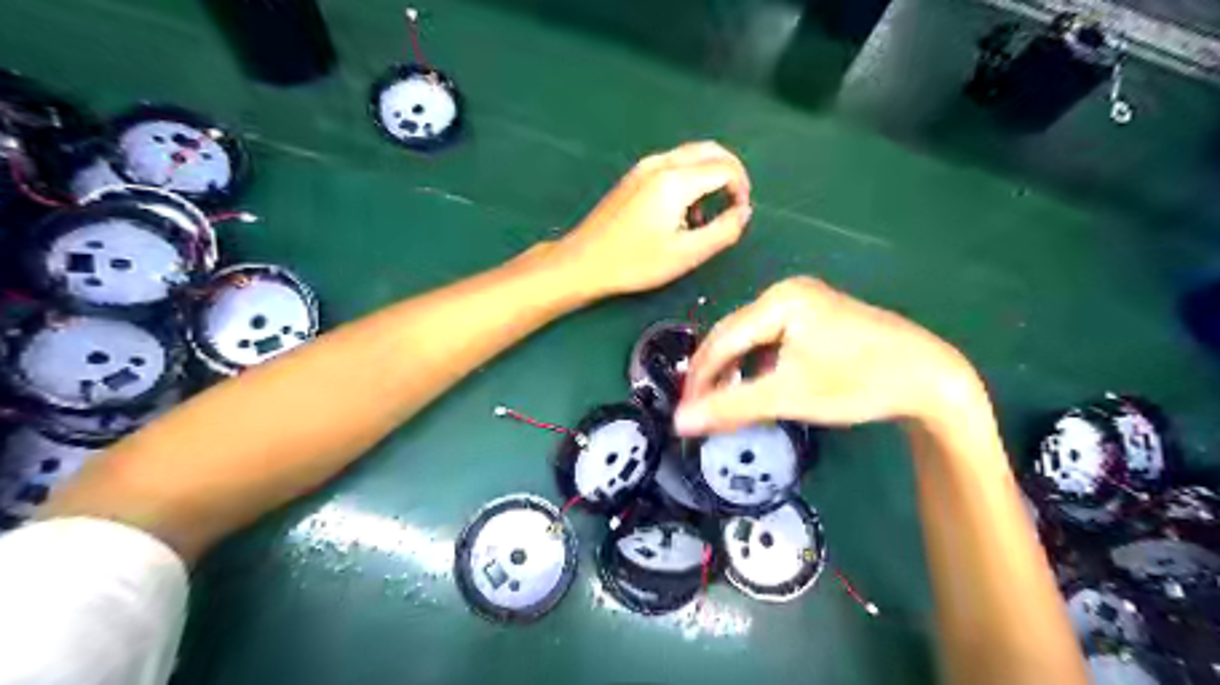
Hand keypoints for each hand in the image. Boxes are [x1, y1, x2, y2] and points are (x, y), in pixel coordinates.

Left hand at [548, 140, 749, 297]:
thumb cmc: (635, 262)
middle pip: (710, 151)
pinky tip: (683, 212)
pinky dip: (690, 179)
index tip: (740, 216)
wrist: (584, 261)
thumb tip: (744, 212)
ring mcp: (644, 166)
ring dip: (710, 176)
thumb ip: (724, 231)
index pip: (725, 168)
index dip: (742, 189)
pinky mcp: (634, 176)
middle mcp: (661, 163)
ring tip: (707, 216)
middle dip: (731, 174)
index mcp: (675, 180)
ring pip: (691, 155)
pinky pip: (673, 165)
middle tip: (735, 204)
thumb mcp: (687, 254)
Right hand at [672, 276, 983, 435]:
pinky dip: (758, 366)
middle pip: (735, 335)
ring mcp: (805, 303)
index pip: (723, 339)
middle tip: (700, 410)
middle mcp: (787, 293)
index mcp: (780, 299)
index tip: (684, 412)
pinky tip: (757, 386)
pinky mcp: (817, 318)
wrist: (932, 379)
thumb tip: (680, 422)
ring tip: (723, 402)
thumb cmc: (859, 382)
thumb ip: (731, 407)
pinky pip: (772, 341)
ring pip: (752, 339)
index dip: (699, 378)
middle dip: (715, 374)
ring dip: (735, 371)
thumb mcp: (790, 395)